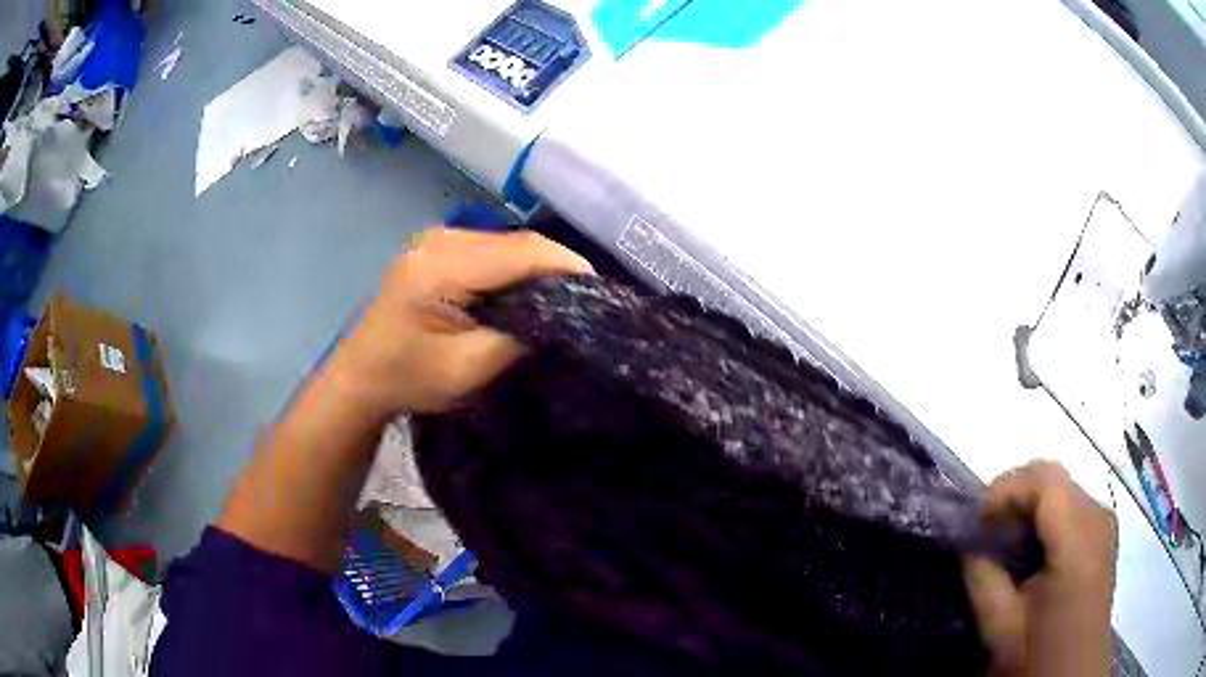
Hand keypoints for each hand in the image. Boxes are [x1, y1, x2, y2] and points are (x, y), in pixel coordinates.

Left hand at [329, 227, 592, 416]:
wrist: (361, 376)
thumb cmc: (408, 379)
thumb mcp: (467, 370)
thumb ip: (518, 339)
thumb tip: (564, 320)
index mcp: (443, 266)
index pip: (523, 251)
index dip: (567, 267)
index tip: (600, 295)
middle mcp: (441, 239)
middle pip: (518, 242)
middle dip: (556, 269)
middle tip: (586, 303)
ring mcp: (437, 238)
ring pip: (508, 243)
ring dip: (537, 268)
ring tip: (562, 300)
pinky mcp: (438, 247)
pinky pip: (491, 250)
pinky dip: (515, 268)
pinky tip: (525, 293)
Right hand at [963, 460, 1116, 676]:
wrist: (1072, 672)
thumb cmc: (1036, 655)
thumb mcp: (1000, 627)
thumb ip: (982, 578)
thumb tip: (966, 541)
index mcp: (1078, 540)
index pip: (1045, 480)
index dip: (1006, 487)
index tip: (975, 519)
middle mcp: (1097, 517)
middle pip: (1053, 479)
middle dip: (1014, 495)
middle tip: (985, 531)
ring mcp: (1104, 523)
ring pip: (1062, 489)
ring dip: (1029, 506)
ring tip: (1004, 541)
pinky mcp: (1103, 533)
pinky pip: (1072, 506)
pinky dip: (1045, 516)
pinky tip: (1030, 549)